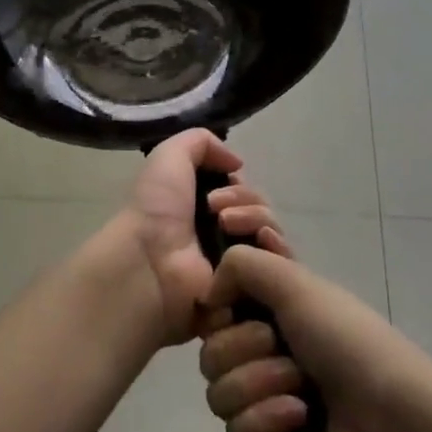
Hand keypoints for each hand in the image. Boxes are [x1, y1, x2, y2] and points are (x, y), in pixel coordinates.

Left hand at [107, 128, 263, 346]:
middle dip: (247, 200)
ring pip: (271, 232)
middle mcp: (221, 233)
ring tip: (227, 225)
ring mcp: (237, 262)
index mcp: (202, 206)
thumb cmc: (156, 207)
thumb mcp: (170, 155)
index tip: (223, 183)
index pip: (243, 192)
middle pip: (260, 209)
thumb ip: (201, 142)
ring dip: (257, 219)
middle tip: (217, 209)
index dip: (239, 184)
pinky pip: (280, 265)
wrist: (151, 260)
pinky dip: (275, 248)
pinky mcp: (250, 289)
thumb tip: (237, 163)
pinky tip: (259, 242)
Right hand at [197, 233, 431, 431]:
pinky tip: (300, 421)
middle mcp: (264, 346)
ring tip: (301, 391)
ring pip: (216, 388)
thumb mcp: (295, 282)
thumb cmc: (347, 342)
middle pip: (210, 344)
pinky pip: (235, 428)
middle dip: (244, 346)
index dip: (219, 297)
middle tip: (283, 349)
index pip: (220, 295)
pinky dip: (267, 421)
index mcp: (273, 306)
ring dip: (258, 384)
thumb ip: (240, 264)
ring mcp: (263, 396)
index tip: (228, 298)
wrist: (393, 427)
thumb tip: (208, 295)